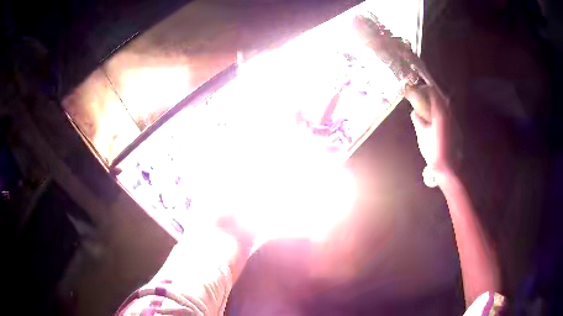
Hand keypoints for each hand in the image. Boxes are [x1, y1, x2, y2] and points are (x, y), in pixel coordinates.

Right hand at [405, 86, 454, 180]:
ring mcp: (454, 120)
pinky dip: (439, 113)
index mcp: (440, 112)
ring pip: (444, 106)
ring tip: (426, 109)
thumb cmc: (433, 150)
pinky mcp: (455, 128)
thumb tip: (414, 112)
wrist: (447, 167)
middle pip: (440, 97)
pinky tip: (433, 120)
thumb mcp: (422, 134)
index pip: (433, 92)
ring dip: (435, 104)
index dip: (423, 89)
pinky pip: (447, 114)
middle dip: (430, 96)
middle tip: (420, 98)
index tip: (416, 89)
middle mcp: (449, 113)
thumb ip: (418, 121)